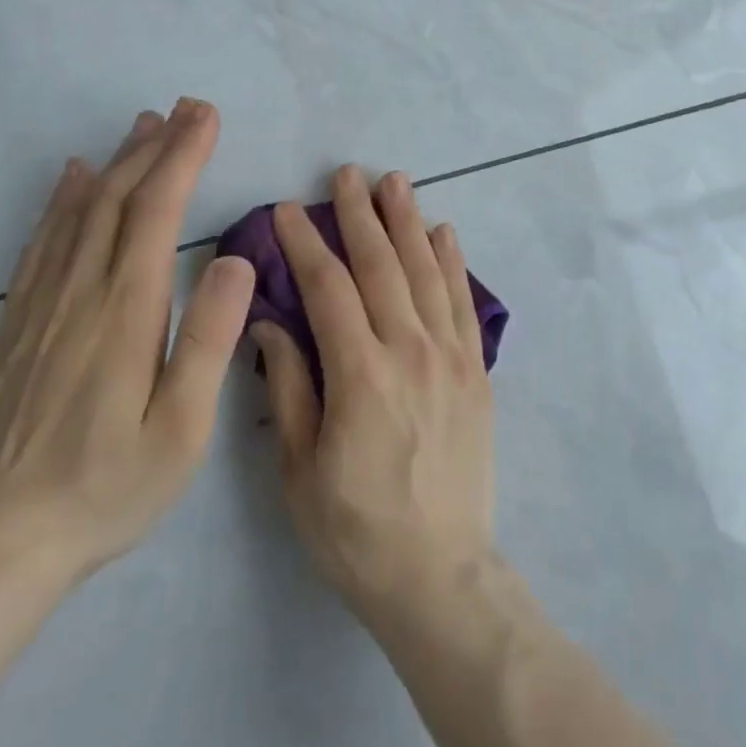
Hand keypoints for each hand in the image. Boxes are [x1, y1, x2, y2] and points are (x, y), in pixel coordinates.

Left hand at [0, 98, 255, 582]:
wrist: (2, 543)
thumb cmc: (111, 485)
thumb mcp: (184, 427)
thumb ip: (211, 338)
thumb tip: (232, 259)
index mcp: (126, 311)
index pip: (155, 212)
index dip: (182, 157)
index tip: (205, 117)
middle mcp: (81, 293)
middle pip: (117, 198)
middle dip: (155, 146)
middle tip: (185, 107)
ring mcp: (42, 306)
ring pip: (79, 213)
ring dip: (114, 162)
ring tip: (142, 125)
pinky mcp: (17, 325)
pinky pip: (41, 244)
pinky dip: (61, 201)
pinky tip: (72, 178)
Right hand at [253, 166, 495, 627]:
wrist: (438, 572)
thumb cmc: (355, 529)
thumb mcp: (299, 469)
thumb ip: (287, 387)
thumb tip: (269, 323)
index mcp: (360, 373)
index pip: (329, 288)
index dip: (306, 244)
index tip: (287, 210)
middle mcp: (410, 350)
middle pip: (382, 266)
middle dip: (359, 215)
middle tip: (345, 174)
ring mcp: (451, 356)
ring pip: (426, 272)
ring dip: (408, 222)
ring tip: (395, 182)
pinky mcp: (476, 370)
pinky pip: (464, 302)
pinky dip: (453, 262)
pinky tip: (444, 231)